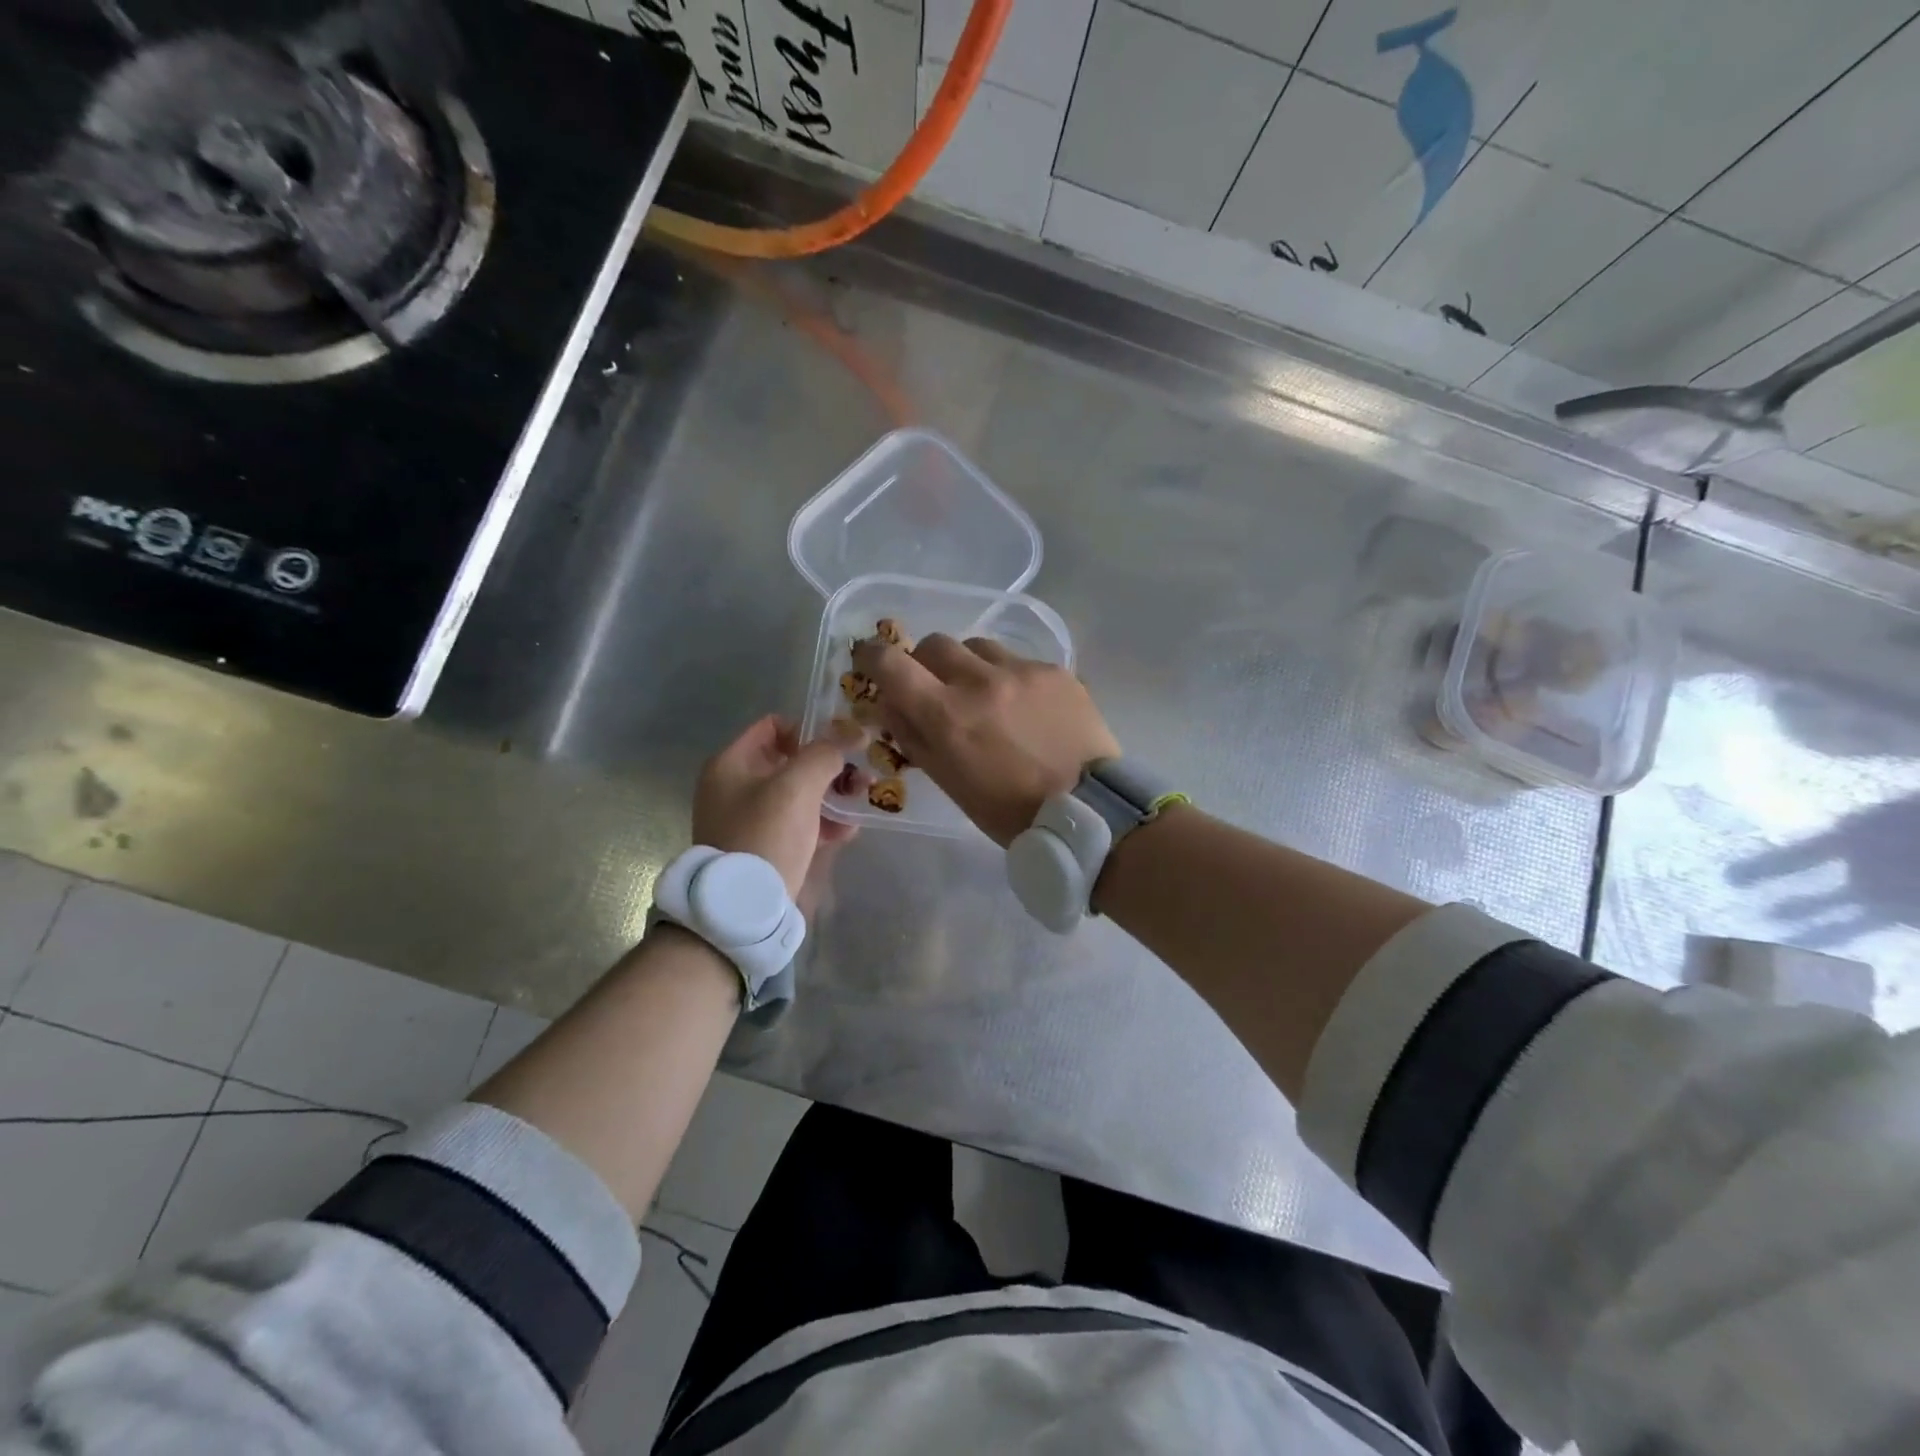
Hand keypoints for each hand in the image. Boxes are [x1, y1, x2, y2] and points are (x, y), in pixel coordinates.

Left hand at [692, 716, 857, 907]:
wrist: (744, 907)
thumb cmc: (766, 835)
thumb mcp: (798, 786)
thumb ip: (826, 753)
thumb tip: (855, 732)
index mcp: (731, 764)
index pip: (774, 726)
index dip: (810, 730)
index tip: (840, 747)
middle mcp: (735, 786)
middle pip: (790, 761)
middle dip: (829, 766)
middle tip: (860, 776)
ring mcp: (748, 818)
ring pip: (798, 793)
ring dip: (832, 794)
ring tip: (860, 802)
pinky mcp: (764, 846)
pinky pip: (797, 822)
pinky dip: (822, 822)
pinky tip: (847, 831)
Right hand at [850, 635, 1119, 846]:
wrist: (1088, 809)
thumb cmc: (1008, 810)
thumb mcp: (949, 782)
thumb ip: (913, 737)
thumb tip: (891, 704)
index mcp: (946, 714)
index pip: (890, 663)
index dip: (872, 656)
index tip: (870, 660)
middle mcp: (980, 680)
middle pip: (934, 644)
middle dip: (925, 662)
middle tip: (935, 685)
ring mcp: (1021, 671)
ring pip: (977, 646)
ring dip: (969, 665)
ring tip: (985, 694)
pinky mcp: (1055, 671)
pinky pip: (1018, 660)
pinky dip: (1009, 677)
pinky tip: (1025, 706)